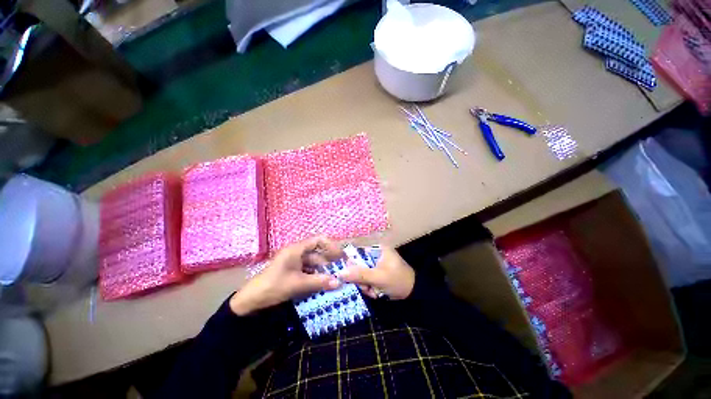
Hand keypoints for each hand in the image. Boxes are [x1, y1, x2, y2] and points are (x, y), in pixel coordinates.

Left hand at [229, 236, 343, 315]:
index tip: (341, 256)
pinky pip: (307, 269)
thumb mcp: (299, 284)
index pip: (319, 240)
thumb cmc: (274, 286)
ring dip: (323, 269)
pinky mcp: (291, 269)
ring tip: (334, 278)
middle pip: (317, 252)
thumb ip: (319, 282)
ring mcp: (293, 261)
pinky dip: (315, 274)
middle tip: (341, 269)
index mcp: (297, 249)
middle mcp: (296, 251)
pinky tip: (322, 282)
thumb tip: (339, 282)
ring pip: (313, 262)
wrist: (251, 300)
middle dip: (329, 260)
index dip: (331, 246)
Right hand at [339, 246, 414, 299]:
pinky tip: (376, 293)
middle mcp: (375, 254)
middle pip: (357, 264)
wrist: (413, 293)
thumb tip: (340, 273)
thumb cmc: (398, 280)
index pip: (357, 252)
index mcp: (377, 249)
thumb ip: (360, 274)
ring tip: (374, 291)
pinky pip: (366, 279)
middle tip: (366, 287)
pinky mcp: (377, 273)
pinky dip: (369, 287)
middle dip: (360, 279)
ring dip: (365, 285)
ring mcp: (376, 264)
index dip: (350, 263)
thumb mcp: (379, 278)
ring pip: (361, 274)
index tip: (348, 276)